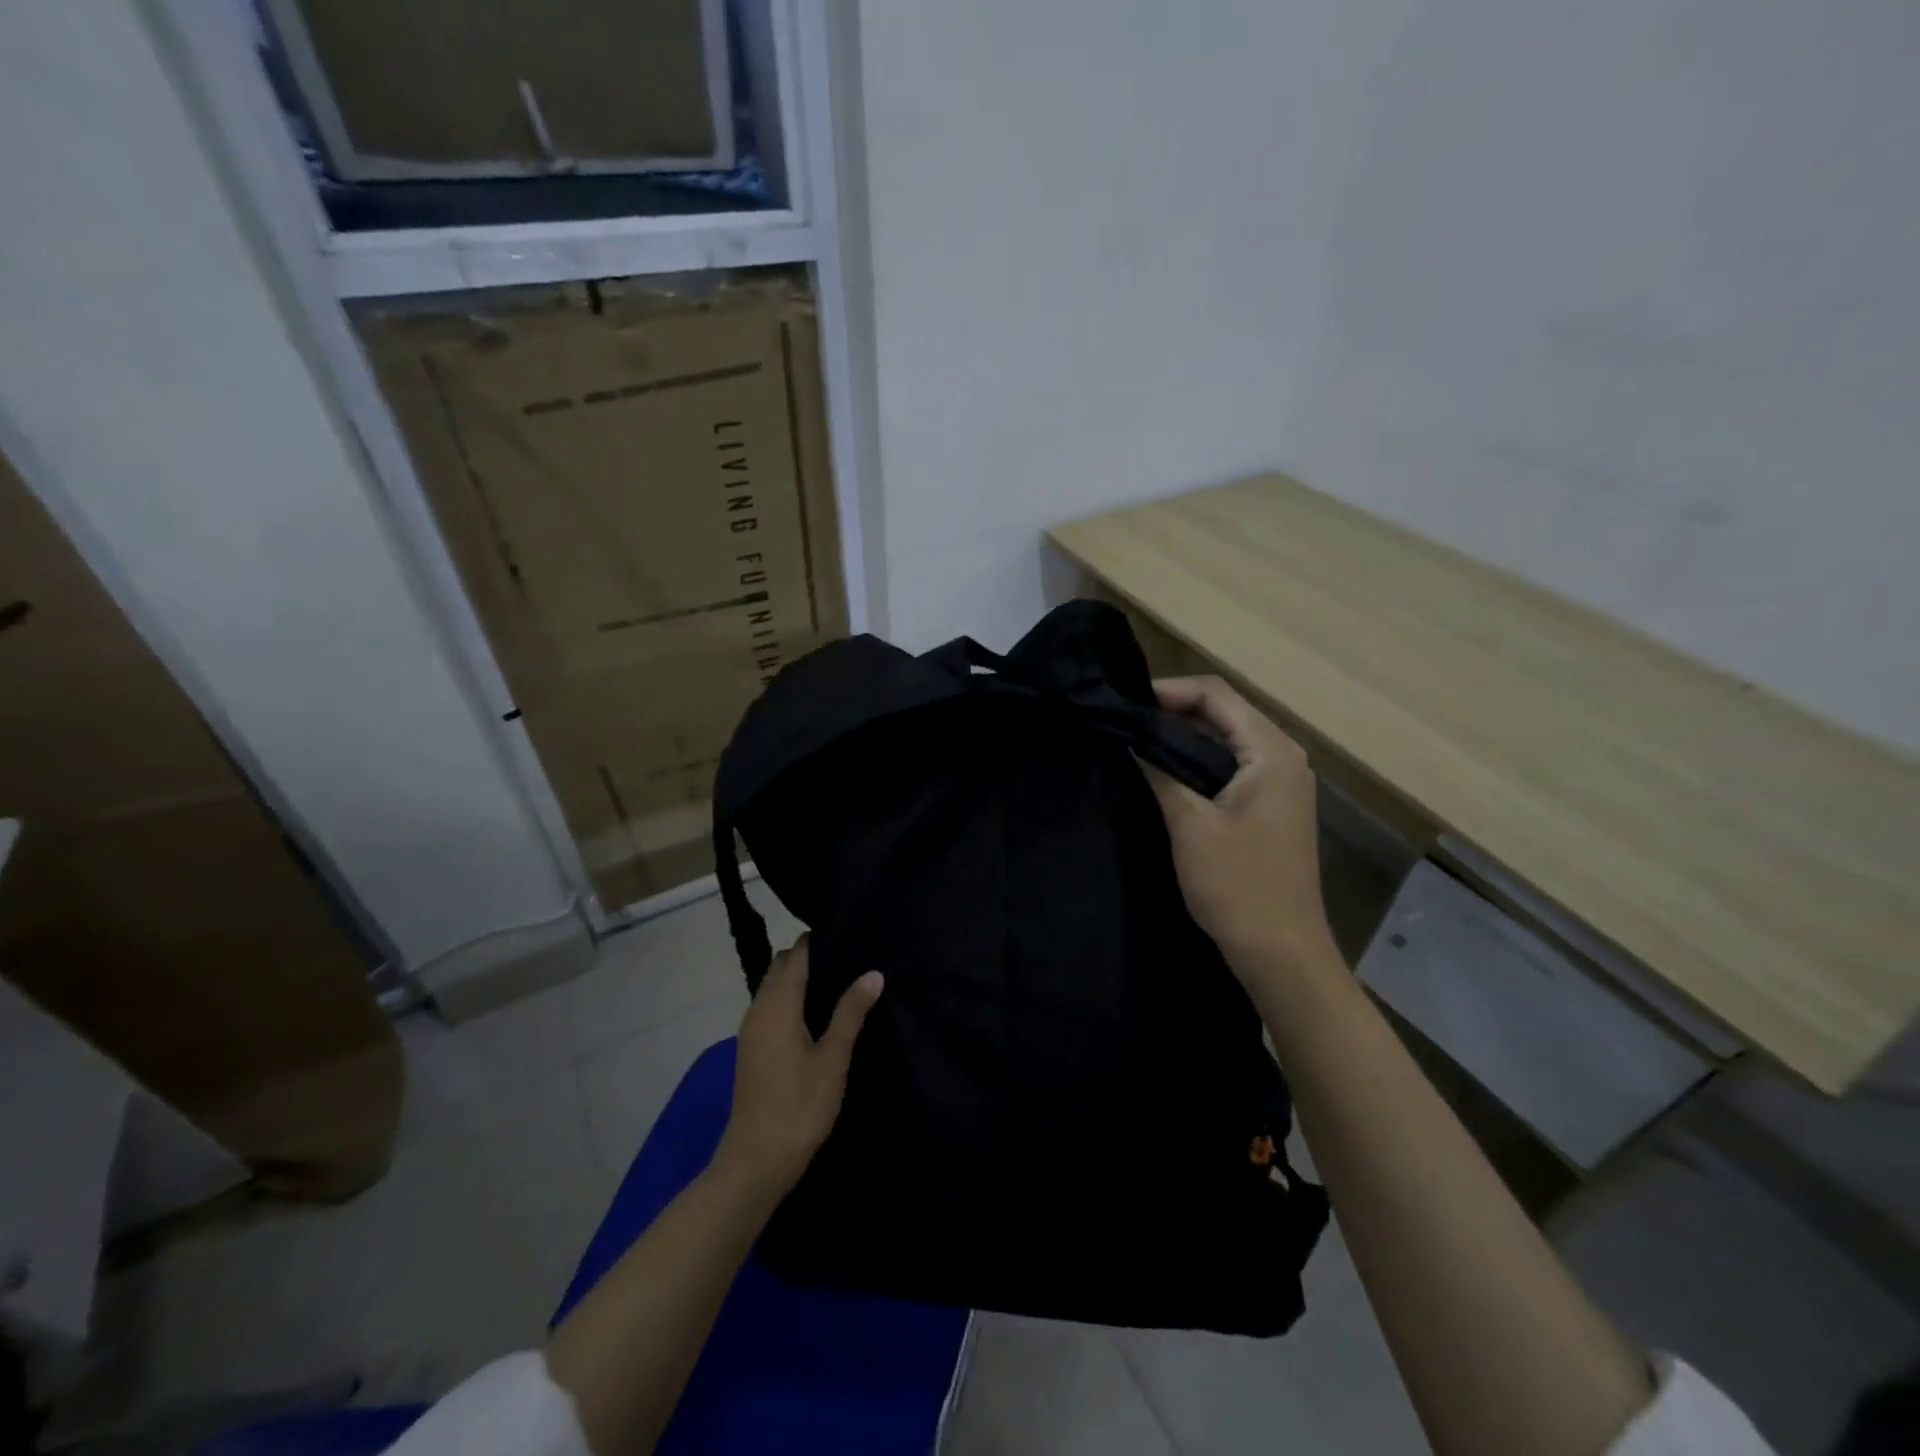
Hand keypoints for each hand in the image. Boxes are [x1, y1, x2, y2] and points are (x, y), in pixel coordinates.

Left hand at [714, 935, 882, 1199]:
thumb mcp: (833, 1059)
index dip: (818, 941)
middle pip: (780, 966)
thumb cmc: (799, 1106)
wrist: (755, 1162)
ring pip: (773, 987)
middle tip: (847, 958)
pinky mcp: (751, 1049)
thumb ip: (851, 1012)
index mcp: (777, 1005)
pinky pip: (770, 1007)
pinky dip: (790, 999)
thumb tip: (873, 972)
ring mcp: (751, 1030)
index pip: (796, 955)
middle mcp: (758, 1009)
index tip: (847, 934)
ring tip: (838, 982)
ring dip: (798, 979)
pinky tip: (816, 1015)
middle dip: (808, 957)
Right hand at [1141, 676, 1338, 982]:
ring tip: (1134, 741)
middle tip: (1123, 720)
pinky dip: (1197, 761)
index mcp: (1271, 752)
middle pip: (1223, 712)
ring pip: (1225, 739)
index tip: (1124, 701)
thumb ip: (1159, 771)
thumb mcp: (1190, 824)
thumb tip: (1129, 737)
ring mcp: (1280, 782)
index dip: (1168, 690)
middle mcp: (1282, 756)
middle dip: (1172, 711)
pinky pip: (1230, 765)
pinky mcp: (1270, 805)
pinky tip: (1163, 771)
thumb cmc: (1237, 886)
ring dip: (1182, 737)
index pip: (1216, 695)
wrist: (1281, 951)